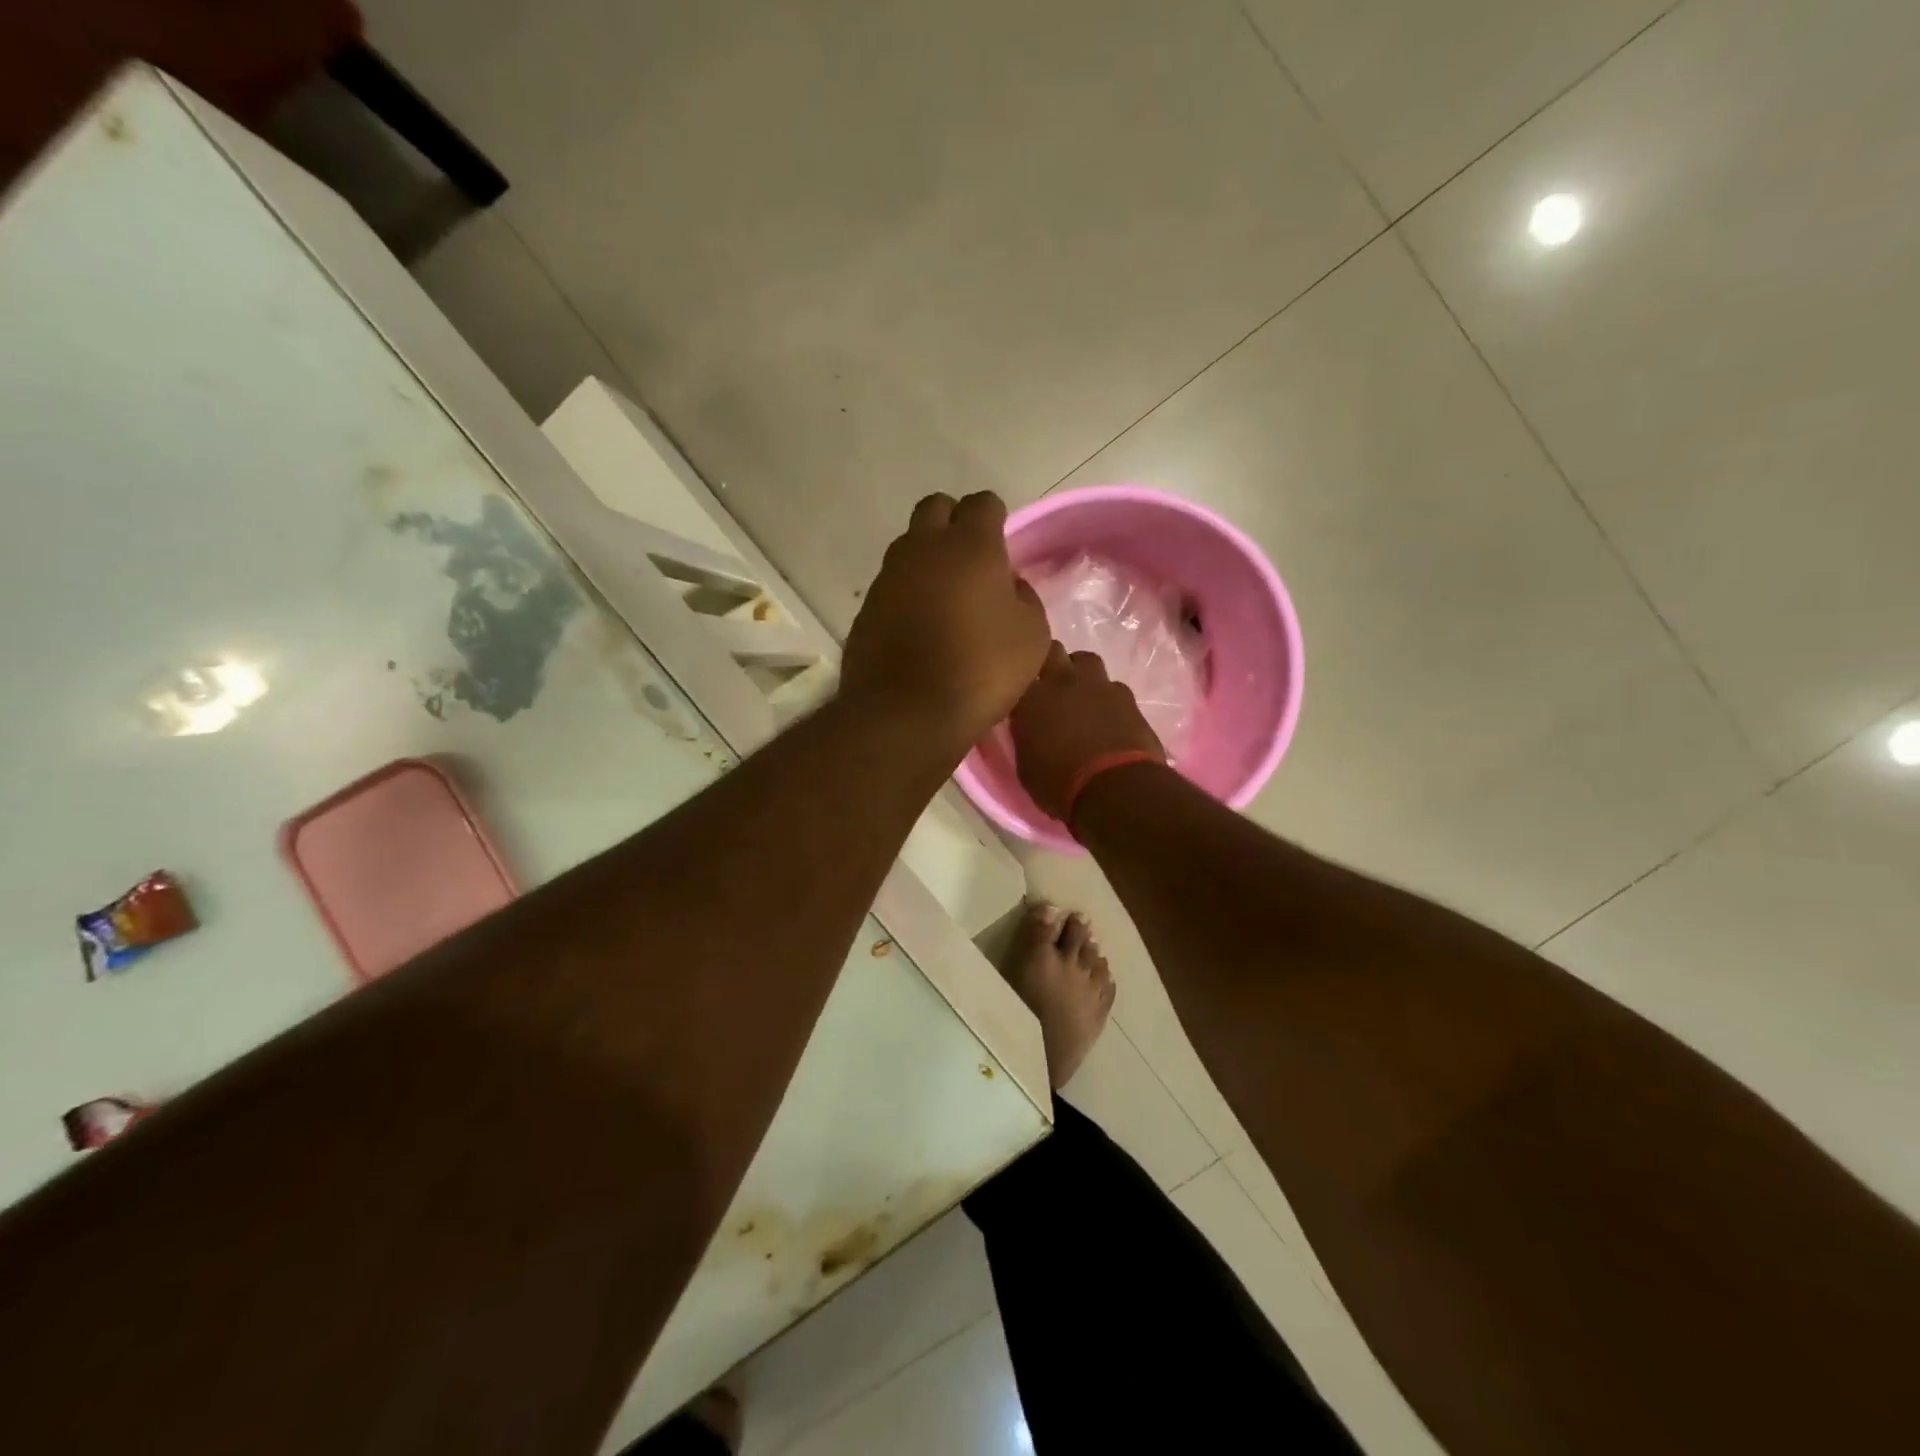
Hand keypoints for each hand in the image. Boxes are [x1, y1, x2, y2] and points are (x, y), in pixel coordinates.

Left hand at [842, 492, 1050, 746]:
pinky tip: (919, 627)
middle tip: (971, 561)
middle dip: (954, 523)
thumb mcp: (1031, 636)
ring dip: (927, 559)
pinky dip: (907, 594)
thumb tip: (1007, 586)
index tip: (1002, 548)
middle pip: (936, 509)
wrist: (906, 713)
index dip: (995, 519)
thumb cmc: (981, 670)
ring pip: (908, 546)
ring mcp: (888, 577)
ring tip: (945, 598)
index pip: (983, 503)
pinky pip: (891, 585)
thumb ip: (1023, 598)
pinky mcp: (866, 608)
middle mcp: (923, 548)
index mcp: (970, 546)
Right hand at [1010, 643, 1165, 819]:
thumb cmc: (1060, 785)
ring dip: (1081, 673)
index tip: (1020, 692)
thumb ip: (1026, 737)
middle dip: (1051, 662)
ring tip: (1081, 694)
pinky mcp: (1127, 697)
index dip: (1020, 681)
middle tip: (1050, 684)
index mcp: (1031, 699)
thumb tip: (1029, 729)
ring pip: (1086, 660)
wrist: (1116, 788)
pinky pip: (1113, 686)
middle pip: (1053, 650)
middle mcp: (1063, 682)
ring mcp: (1098, 686)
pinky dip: (1108, 697)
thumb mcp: (1026, 767)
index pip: (1018, 673)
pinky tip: (1109, 714)